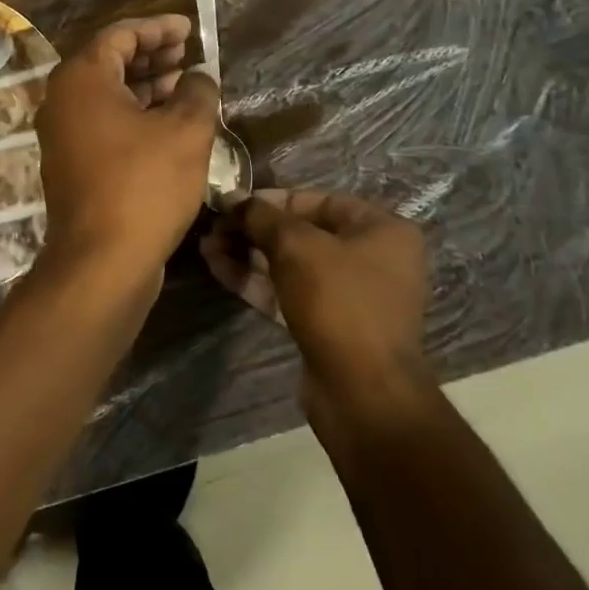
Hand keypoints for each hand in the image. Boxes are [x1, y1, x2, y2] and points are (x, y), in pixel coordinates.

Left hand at [34, 15, 220, 293]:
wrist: (103, 260)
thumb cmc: (145, 185)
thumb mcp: (186, 131)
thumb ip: (198, 92)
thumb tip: (199, 77)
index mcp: (81, 79)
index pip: (121, 35)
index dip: (159, 28)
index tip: (190, 29)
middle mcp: (63, 101)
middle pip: (110, 63)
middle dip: (153, 56)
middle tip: (189, 55)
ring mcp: (64, 136)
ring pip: (109, 96)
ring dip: (147, 88)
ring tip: (187, 87)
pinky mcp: (72, 165)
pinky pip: (105, 125)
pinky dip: (136, 116)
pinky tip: (169, 126)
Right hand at [202, 188, 433, 429]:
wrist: (361, 390)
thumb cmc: (338, 302)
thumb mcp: (296, 247)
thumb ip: (263, 217)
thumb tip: (234, 199)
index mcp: (381, 230)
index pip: (320, 200)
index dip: (273, 199)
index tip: (234, 203)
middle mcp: (371, 258)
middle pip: (302, 234)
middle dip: (254, 230)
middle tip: (213, 228)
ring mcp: (349, 295)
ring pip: (291, 265)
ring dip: (248, 255)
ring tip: (206, 247)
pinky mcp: (327, 325)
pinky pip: (288, 292)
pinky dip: (256, 281)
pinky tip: (218, 268)